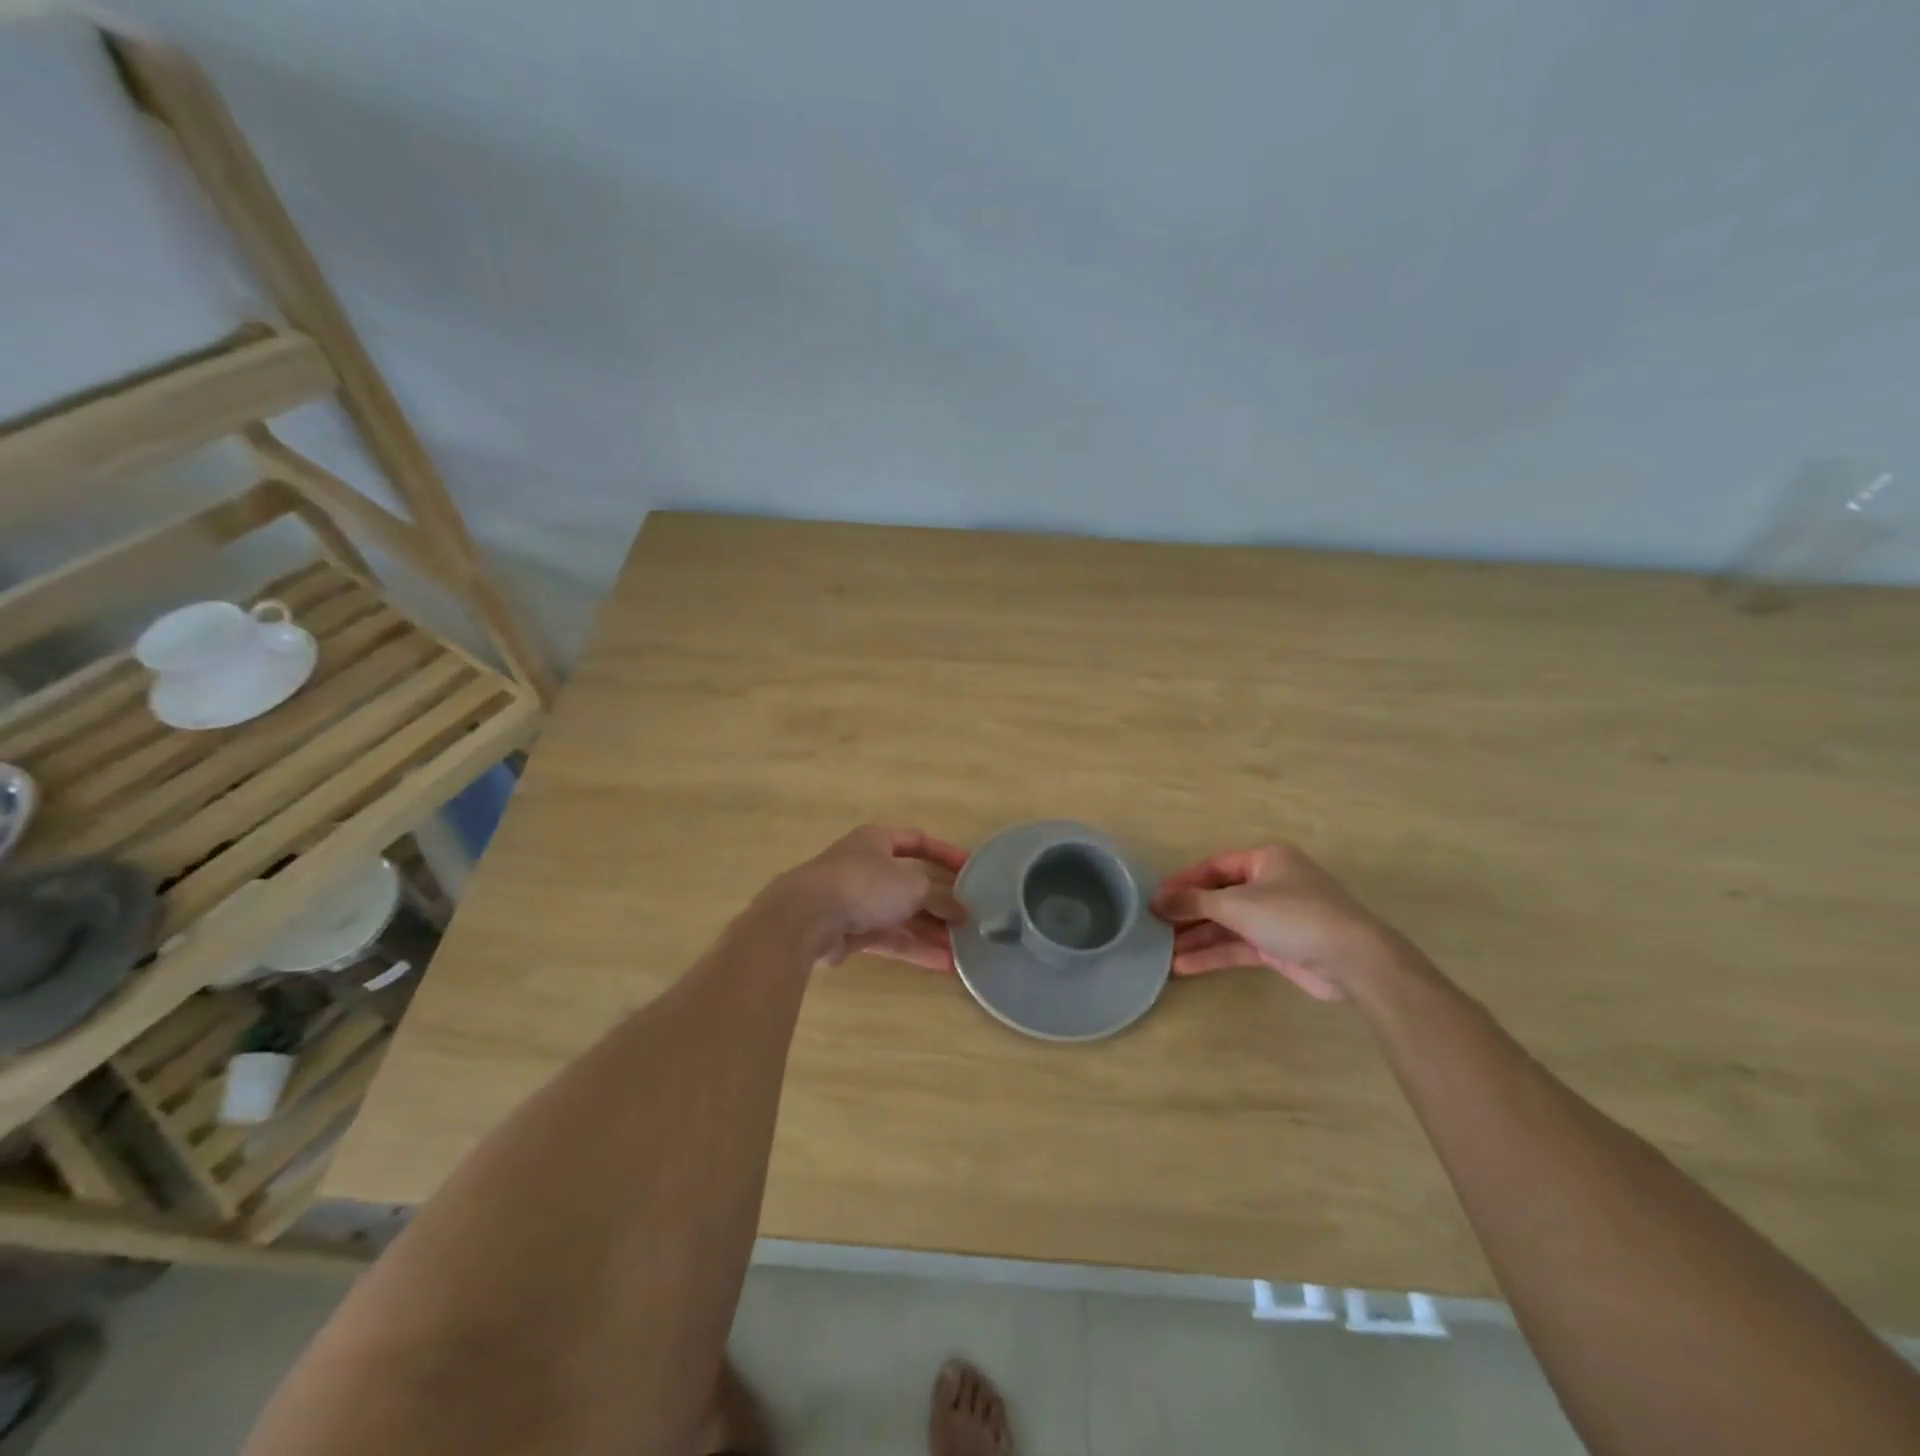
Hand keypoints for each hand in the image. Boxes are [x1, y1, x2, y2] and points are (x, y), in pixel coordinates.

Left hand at [765, 825, 968, 970]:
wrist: (805, 918)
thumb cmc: (864, 885)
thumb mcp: (913, 886)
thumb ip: (941, 898)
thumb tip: (962, 912)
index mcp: (877, 841)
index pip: (917, 841)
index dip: (945, 854)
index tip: (971, 870)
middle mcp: (866, 867)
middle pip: (910, 883)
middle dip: (939, 902)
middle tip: (968, 919)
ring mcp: (855, 901)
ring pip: (900, 914)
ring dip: (930, 930)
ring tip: (962, 949)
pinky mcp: (849, 932)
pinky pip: (888, 938)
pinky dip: (913, 948)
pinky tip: (942, 963)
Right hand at [1151, 843, 1415, 1001]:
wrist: (1353, 960)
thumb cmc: (1293, 916)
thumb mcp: (1237, 904)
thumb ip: (1194, 902)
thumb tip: (1156, 900)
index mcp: (1266, 860)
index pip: (1214, 867)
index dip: (1183, 882)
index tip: (1154, 898)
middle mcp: (1270, 884)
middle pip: (1219, 896)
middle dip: (1188, 913)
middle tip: (1154, 926)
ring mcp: (1276, 917)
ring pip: (1227, 924)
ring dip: (1197, 937)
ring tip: (1161, 950)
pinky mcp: (1279, 947)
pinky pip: (1238, 946)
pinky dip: (1214, 954)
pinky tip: (1184, 965)